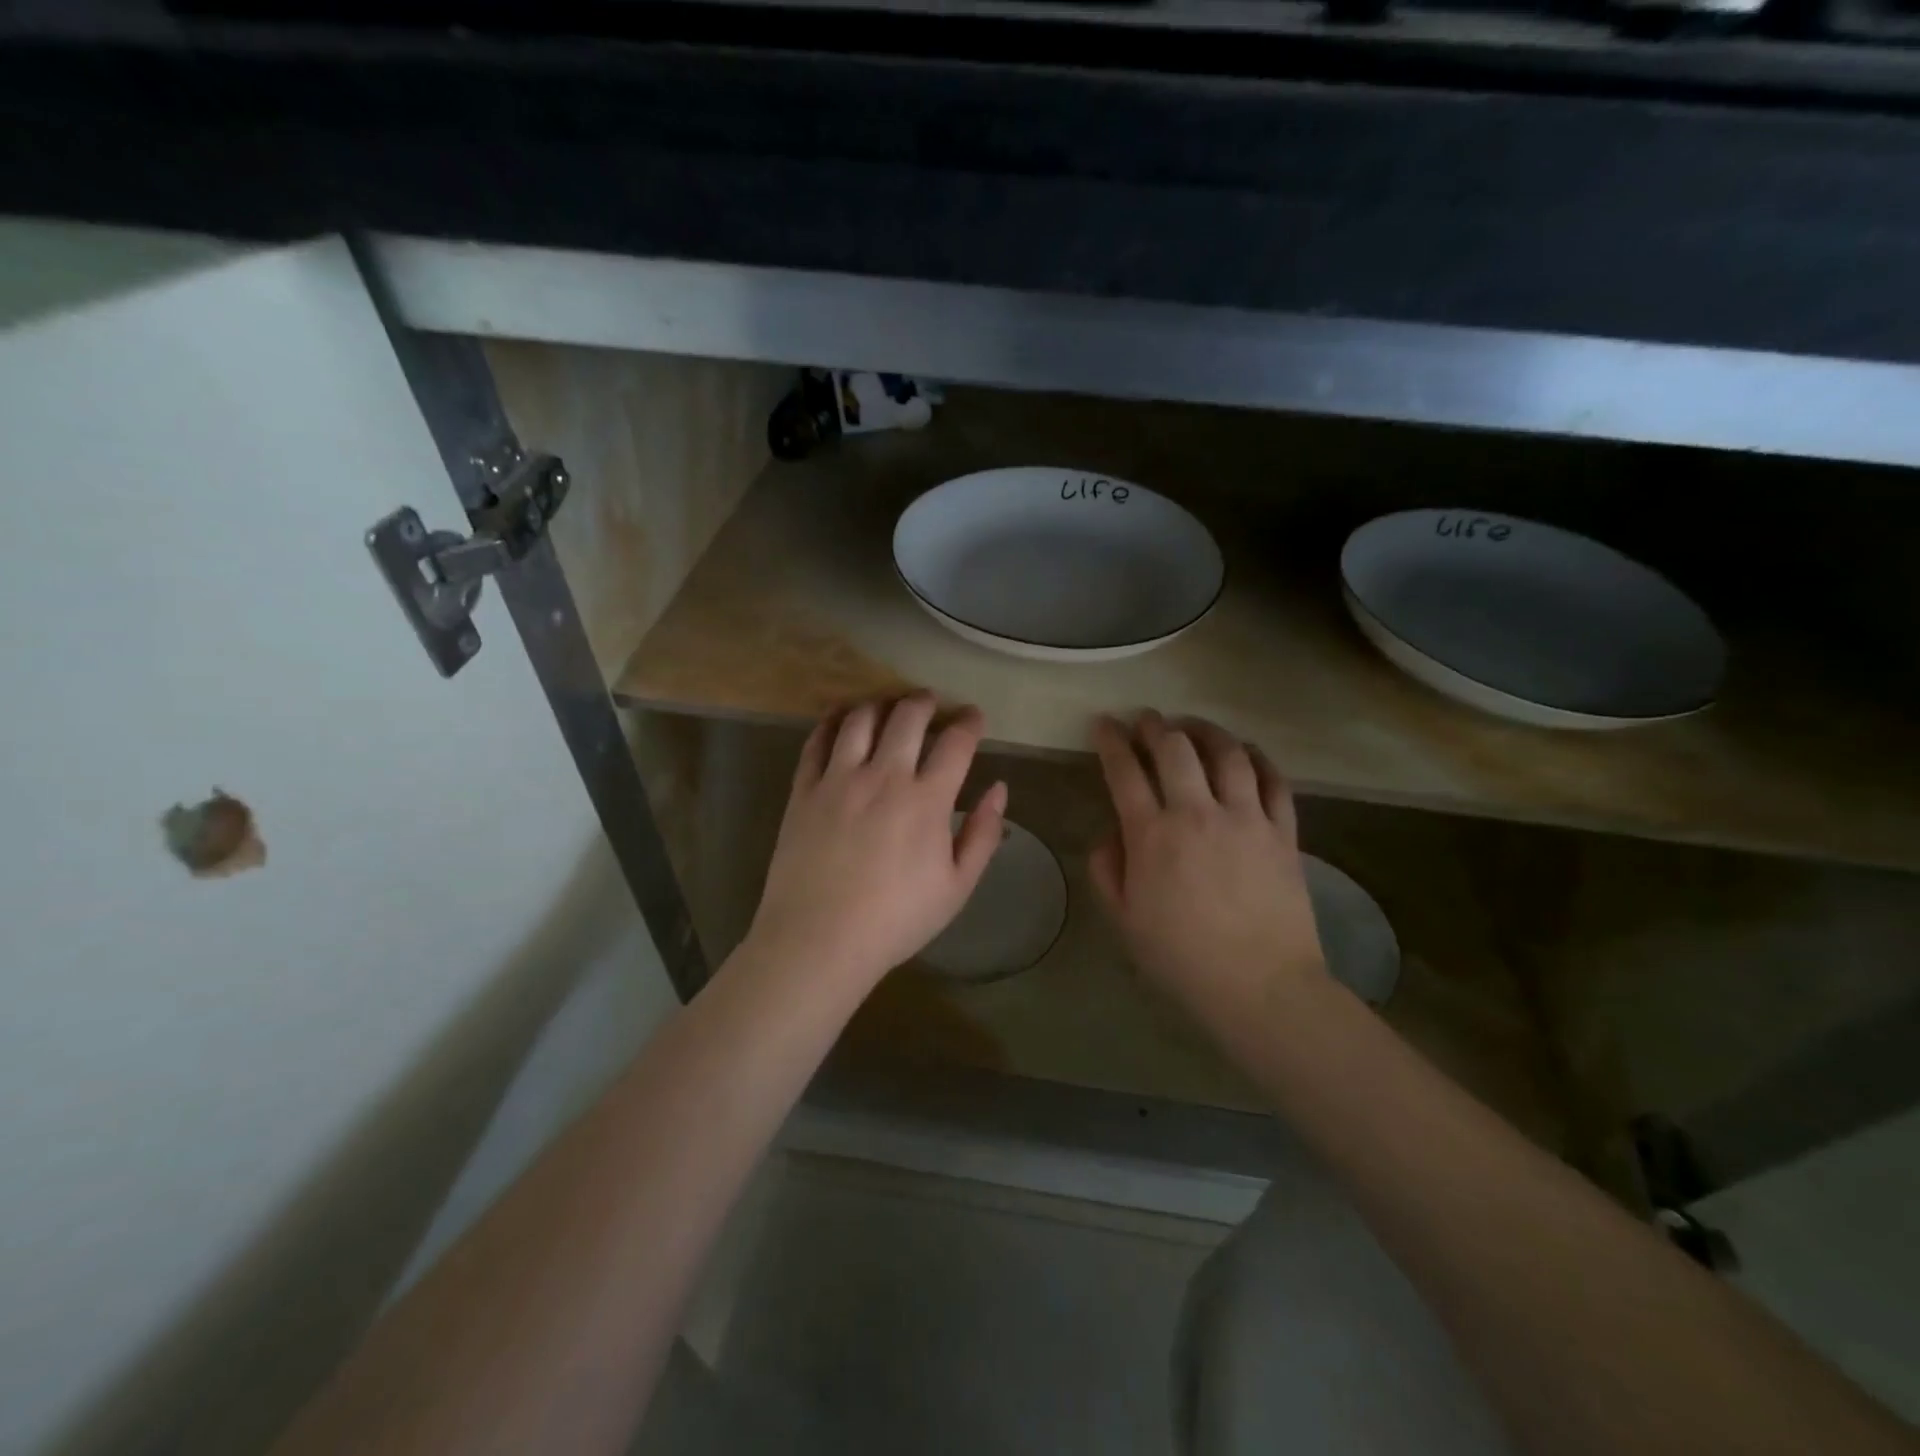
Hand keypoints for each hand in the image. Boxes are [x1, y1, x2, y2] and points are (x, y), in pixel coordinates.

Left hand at [746, 694, 1007, 991]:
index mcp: (927, 799)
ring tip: (886, 705)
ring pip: (860, 719)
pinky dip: (831, 722)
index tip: (974, 717)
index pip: (956, 742)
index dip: (969, 722)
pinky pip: (816, 741)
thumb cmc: (896, 919)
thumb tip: (999, 789)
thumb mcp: (957, 886)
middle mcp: (884, 776)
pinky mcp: (803, 789)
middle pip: (907, 717)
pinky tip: (839, 719)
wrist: (820, 938)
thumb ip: (982, 834)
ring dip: (879, 704)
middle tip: (929, 701)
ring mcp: (838, 779)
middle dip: (924, 702)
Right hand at [1089, 711, 1327, 1037]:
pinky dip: (1258, 759)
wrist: (1260, 986)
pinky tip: (1247, 754)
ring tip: (1193, 726)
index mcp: (1152, 835)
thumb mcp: (1125, 919)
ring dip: (1206, 731)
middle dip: (1155, 726)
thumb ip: (1108, 870)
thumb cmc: (1182, 957)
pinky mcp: (1283, 832)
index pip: (1125, 771)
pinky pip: (1274, 781)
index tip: (1103, 724)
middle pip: (1175, 749)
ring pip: (1227, 754)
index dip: (1111, 741)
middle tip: (1146, 719)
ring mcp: (1246, 818)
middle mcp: (1197, 813)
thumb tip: (1112, 834)